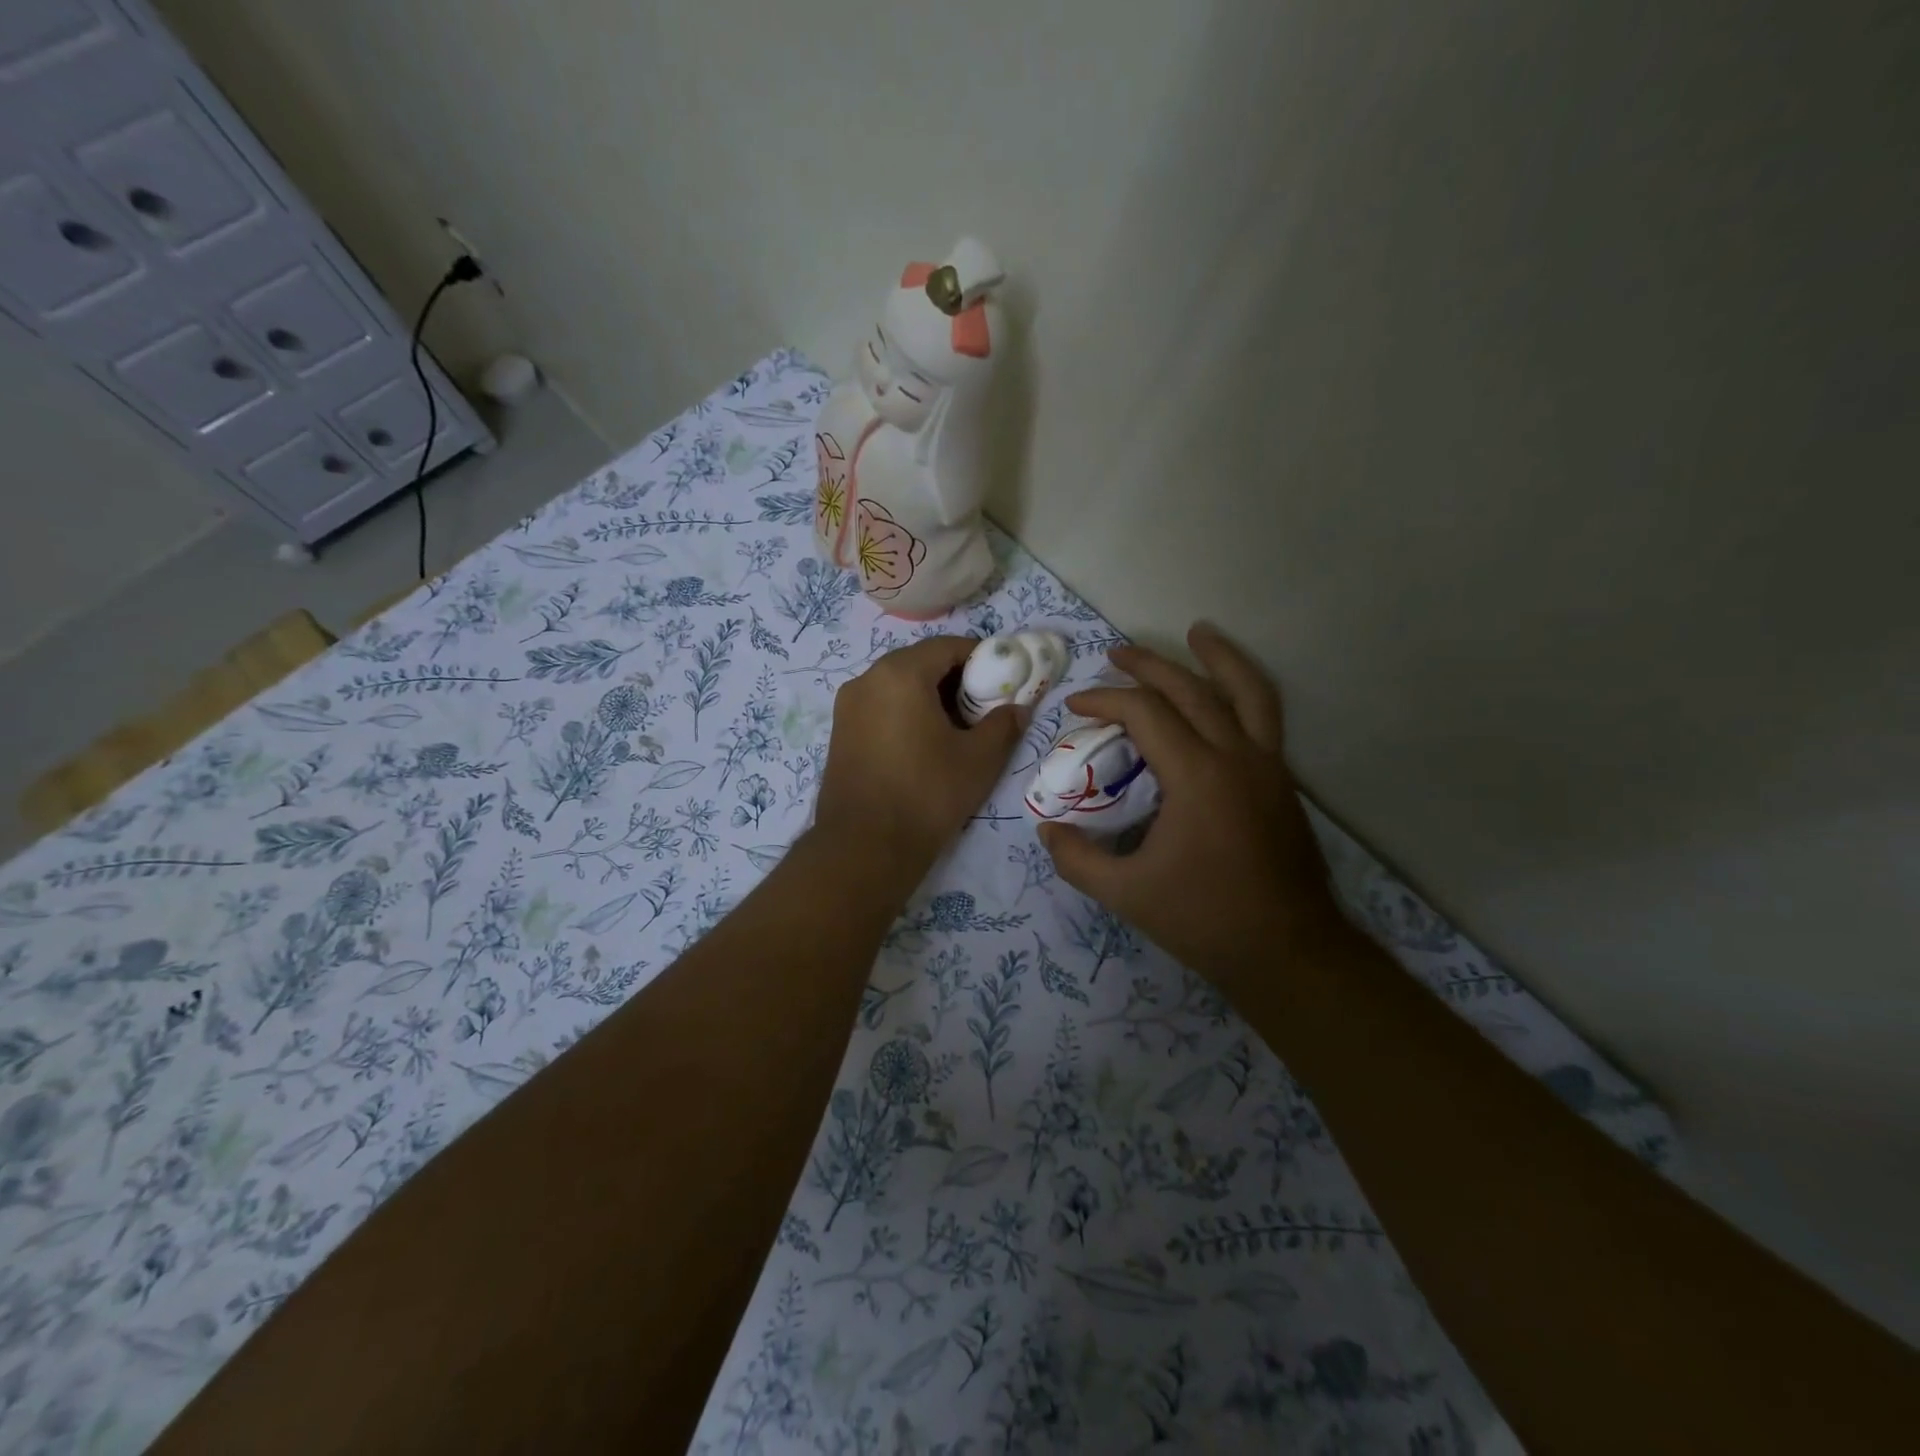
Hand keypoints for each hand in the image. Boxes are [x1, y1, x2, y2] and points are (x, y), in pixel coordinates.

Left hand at [814, 636, 1024, 870]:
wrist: (864, 847)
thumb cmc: (927, 794)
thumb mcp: (979, 760)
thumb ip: (1003, 725)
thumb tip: (1018, 708)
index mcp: (900, 674)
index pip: (948, 647)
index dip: (981, 658)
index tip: (1004, 679)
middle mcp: (867, 679)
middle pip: (920, 662)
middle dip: (956, 678)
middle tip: (984, 705)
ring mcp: (848, 706)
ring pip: (898, 685)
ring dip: (930, 696)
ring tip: (957, 727)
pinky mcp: (840, 732)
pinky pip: (880, 706)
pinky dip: (906, 712)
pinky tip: (925, 743)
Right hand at [1040, 623, 1343, 984]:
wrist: (1289, 952)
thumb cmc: (1205, 919)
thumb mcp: (1126, 893)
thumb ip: (1077, 859)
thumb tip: (1046, 829)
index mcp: (1198, 776)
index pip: (1145, 713)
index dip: (1105, 701)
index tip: (1075, 707)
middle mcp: (1237, 757)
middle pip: (1192, 689)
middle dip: (1149, 666)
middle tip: (1116, 653)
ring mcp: (1268, 766)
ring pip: (1248, 691)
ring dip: (1219, 657)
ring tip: (1199, 632)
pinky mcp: (1282, 782)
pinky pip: (1264, 717)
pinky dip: (1243, 691)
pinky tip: (1226, 695)